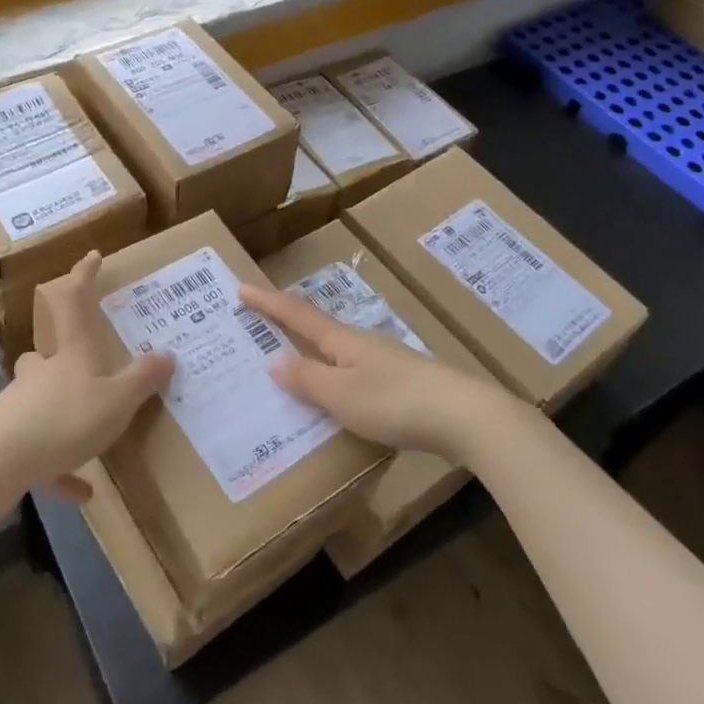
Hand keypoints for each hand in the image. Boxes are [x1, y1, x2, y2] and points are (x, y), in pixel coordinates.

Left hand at [0, 252, 172, 501]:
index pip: (75, 301)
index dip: (84, 276)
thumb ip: (142, 379)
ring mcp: (21, 408)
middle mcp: (42, 374)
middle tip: (83, 359)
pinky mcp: (9, 445)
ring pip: (41, 400)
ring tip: (91, 432)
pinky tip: (82, 492)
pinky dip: (60, 469)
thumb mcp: (116, 401)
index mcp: (70, 354)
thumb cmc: (62, 421)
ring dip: (63, 411)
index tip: (91, 256)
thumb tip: (167, 353)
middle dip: (62, 351)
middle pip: (47, 352)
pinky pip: (41, 455)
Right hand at [237, 283, 518, 459]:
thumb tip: (273, 360)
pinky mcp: (402, 381)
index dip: (267, 303)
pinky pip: (355, 371)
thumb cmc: (394, 402)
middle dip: (287, 324)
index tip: (241, 288)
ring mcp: (385, 360)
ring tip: (291, 364)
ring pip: (338, 351)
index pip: (296, 314)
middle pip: (317, 328)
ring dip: (311, 353)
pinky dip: (334, 375)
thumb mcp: (341, 395)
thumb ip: (306, 379)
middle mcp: (361, 342)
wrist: (463, 415)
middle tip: (258, 325)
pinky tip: (336, 395)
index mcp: (342, 340)